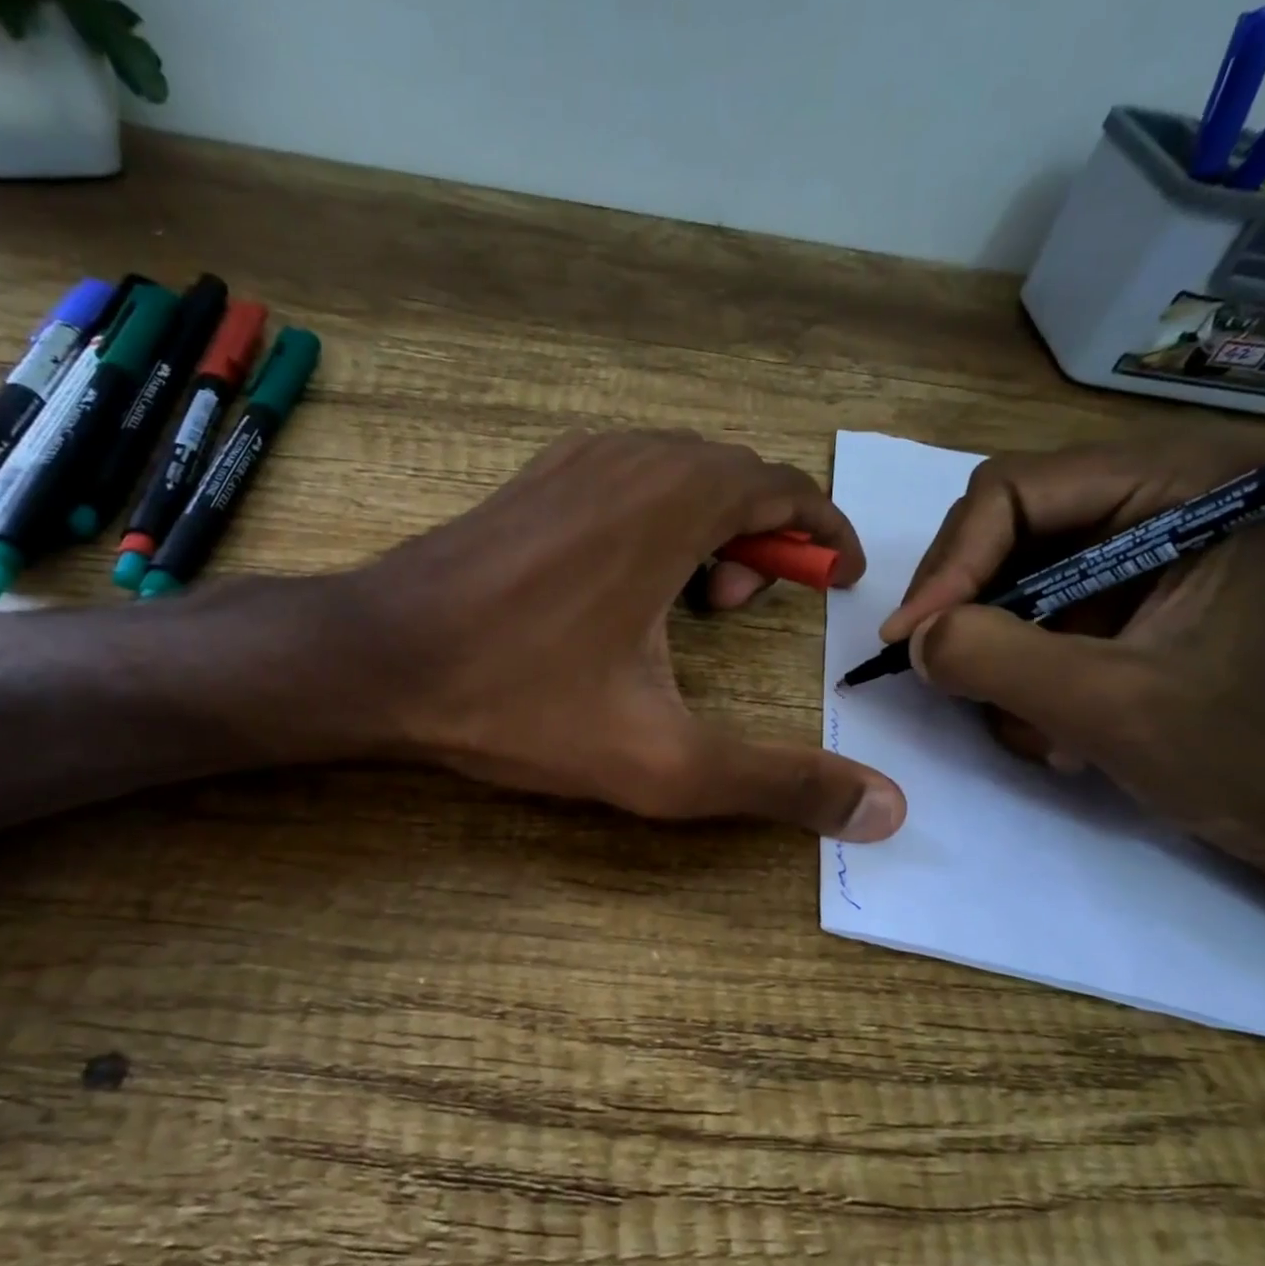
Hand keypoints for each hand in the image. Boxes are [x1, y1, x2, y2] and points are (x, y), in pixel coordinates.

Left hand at [346, 429, 906, 839]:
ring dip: (707, 528)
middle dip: (763, 539)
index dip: (824, 533)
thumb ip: (777, 783)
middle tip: (745, 613)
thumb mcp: (663, 761)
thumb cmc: (519, 701)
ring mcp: (570, 462)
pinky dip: (653, 519)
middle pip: (733, 477)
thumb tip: (887, 809)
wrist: (377, 660)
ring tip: (690, 604)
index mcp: (676, 499)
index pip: (784, 488)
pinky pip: (623, 482)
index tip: (842, 579)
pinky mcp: (529, 484)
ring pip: (675, 475)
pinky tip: (623, 587)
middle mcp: (630, 456)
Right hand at [878, 435, 1264, 864]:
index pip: (1013, 491)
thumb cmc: (1237, 749)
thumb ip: (996, 658)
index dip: (951, 563)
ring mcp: (1130, 541)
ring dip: (990, 645)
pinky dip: (1011, 663)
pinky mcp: (1113, 587)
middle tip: (939, 669)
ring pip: (1000, 570)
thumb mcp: (1106, 704)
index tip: (909, 639)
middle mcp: (1153, 491)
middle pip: (999, 523)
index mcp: (1182, 482)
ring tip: (1022, 712)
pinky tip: (1046, 715)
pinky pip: (1020, 606)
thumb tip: (913, 637)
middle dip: (965, 603)